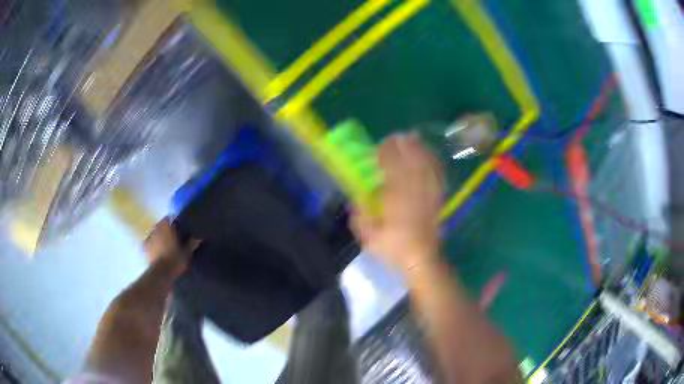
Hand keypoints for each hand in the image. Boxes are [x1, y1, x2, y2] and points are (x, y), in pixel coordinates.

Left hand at [144, 217, 199, 274]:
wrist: (160, 273)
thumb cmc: (174, 260)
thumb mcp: (186, 253)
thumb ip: (191, 244)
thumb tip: (198, 237)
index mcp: (166, 228)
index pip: (168, 218)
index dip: (173, 221)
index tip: (178, 226)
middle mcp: (156, 230)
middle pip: (160, 225)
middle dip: (165, 229)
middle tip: (172, 236)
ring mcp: (149, 238)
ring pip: (154, 233)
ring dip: (158, 236)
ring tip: (164, 243)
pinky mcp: (145, 248)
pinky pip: (149, 243)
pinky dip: (152, 245)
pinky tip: (157, 250)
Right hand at [351, 133, 442, 273]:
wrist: (421, 260)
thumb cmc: (394, 249)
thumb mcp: (369, 237)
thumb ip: (360, 216)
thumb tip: (356, 200)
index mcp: (396, 198)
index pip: (392, 166)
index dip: (386, 152)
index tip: (378, 147)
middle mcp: (415, 191)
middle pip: (411, 159)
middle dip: (404, 145)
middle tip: (395, 137)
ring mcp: (429, 193)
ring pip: (426, 163)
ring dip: (419, 148)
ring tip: (411, 138)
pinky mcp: (438, 197)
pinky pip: (437, 173)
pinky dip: (433, 160)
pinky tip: (429, 154)